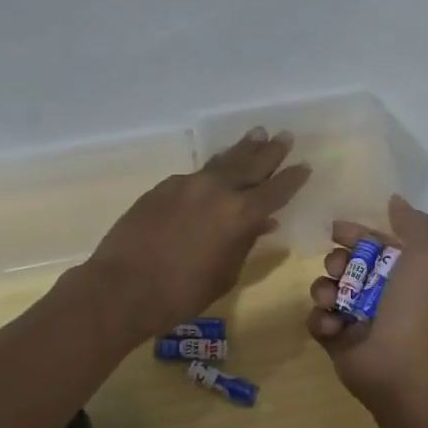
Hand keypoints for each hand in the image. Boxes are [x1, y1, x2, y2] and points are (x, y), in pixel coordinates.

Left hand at [84, 129, 309, 340]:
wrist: (123, 287)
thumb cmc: (182, 293)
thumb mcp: (225, 274)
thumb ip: (245, 244)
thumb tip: (262, 224)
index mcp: (240, 214)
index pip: (275, 190)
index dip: (292, 179)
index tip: (304, 166)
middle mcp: (217, 190)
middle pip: (250, 164)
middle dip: (270, 151)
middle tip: (284, 136)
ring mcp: (186, 184)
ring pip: (221, 162)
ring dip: (241, 149)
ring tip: (256, 134)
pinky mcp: (162, 187)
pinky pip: (196, 174)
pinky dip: (211, 170)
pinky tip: (214, 171)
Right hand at [307, 196, 427, 423]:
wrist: (401, 368)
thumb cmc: (413, 309)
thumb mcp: (425, 257)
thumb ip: (413, 224)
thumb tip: (394, 199)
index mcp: (398, 271)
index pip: (370, 242)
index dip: (353, 233)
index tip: (336, 231)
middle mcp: (376, 291)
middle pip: (342, 263)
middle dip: (335, 262)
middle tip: (339, 271)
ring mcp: (354, 316)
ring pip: (325, 289)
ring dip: (324, 290)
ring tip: (333, 303)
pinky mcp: (335, 339)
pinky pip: (316, 319)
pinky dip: (322, 320)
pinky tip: (335, 329)